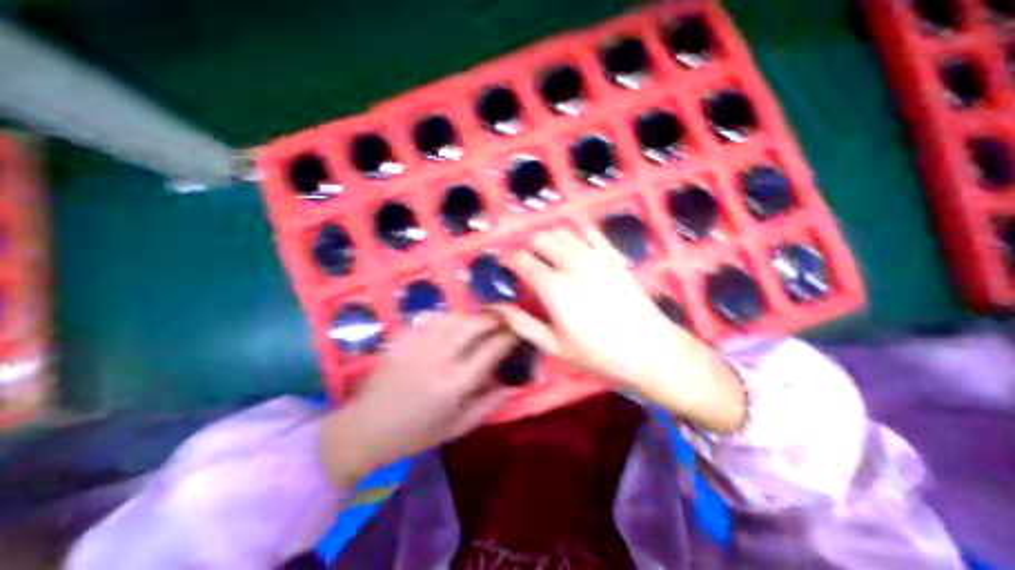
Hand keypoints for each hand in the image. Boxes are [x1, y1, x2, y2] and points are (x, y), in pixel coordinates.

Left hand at [323, 313, 515, 486]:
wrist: (365, 427)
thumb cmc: (415, 433)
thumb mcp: (458, 428)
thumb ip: (490, 405)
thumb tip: (515, 384)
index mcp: (455, 384)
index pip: (491, 350)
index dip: (509, 336)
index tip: (519, 330)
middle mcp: (439, 358)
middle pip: (474, 325)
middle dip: (494, 318)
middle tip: (504, 318)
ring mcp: (418, 343)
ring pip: (456, 317)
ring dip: (474, 316)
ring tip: (483, 320)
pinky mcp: (403, 336)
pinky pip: (435, 318)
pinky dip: (451, 318)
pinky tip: (455, 324)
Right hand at [492, 228, 743, 430]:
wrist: (651, 350)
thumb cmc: (599, 354)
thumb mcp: (554, 346)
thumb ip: (521, 323)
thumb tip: (495, 307)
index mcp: (555, 287)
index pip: (521, 259)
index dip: (508, 259)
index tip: (504, 266)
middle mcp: (572, 263)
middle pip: (540, 239)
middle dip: (527, 247)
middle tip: (526, 264)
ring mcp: (595, 255)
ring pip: (562, 232)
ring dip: (548, 240)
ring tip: (546, 256)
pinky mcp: (613, 255)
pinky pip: (589, 231)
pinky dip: (575, 234)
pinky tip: (573, 248)